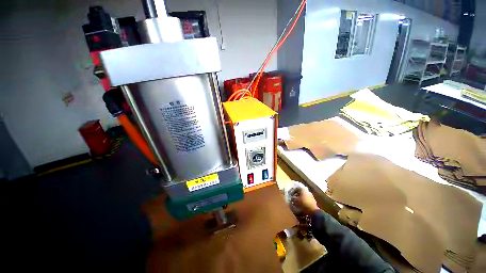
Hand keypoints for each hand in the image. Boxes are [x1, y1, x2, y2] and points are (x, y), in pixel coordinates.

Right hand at [291, 188, 318, 214]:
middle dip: (296, 195)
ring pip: (303, 196)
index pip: (296, 188)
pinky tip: (301, 204)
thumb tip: (292, 197)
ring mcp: (311, 196)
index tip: (290, 194)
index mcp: (303, 189)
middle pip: (300, 192)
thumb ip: (293, 198)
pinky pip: (306, 199)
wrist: (313, 211)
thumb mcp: (295, 200)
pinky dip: (303, 201)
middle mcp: (307, 191)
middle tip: (293, 198)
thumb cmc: (303, 203)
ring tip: (296, 202)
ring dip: (300, 198)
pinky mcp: (313, 201)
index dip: (292, 191)